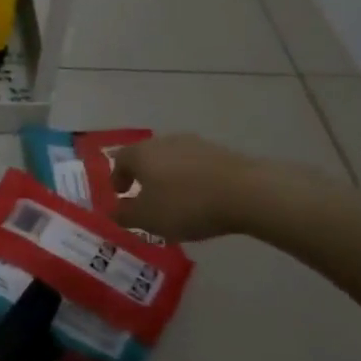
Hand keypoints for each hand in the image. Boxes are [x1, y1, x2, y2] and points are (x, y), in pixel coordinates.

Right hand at [110, 134, 256, 243]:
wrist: (245, 192)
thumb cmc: (185, 205)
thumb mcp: (147, 219)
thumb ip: (125, 215)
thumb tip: (115, 210)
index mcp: (141, 154)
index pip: (120, 160)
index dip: (117, 178)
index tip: (120, 194)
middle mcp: (164, 141)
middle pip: (146, 156)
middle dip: (142, 175)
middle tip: (144, 196)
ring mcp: (195, 143)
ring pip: (171, 159)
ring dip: (167, 176)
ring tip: (173, 199)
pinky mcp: (220, 151)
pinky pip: (195, 165)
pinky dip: (190, 178)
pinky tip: (198, 197)